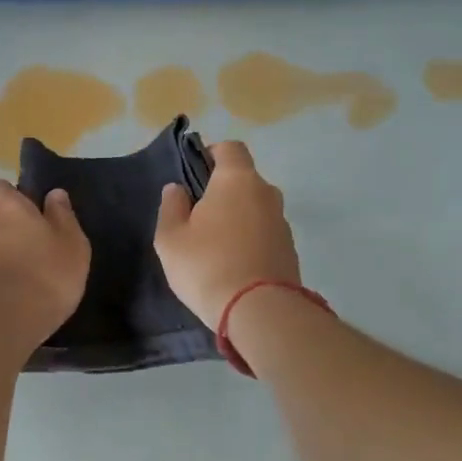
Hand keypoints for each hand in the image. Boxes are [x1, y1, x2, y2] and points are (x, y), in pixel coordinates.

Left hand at [0, 181, 90, 353]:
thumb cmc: (45, 276)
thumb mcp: (72, 245)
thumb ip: (63, 217)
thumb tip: (54, 194)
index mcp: (6, 210)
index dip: (12, 197)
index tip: (30, 214)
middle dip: (5, 234)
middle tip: (31, 255)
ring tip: (19, 288)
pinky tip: (2, 308)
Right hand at [154, 141, 300, 327]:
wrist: (259, 312)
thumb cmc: (207, 266)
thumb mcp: (171, 238)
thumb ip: (171, 207)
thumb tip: (177, 189)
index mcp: (237, 180)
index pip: (230, 148)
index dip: (211, 154)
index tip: (194, 174)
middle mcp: (266, 193)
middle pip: (244, 179)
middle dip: (222, 191)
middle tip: (198, 216)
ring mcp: (282, 222)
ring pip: (255, 208)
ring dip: (237, 217)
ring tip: (215, 245)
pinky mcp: (290, 249)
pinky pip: (265, 233)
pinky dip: (250, 240)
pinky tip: (233, 264)